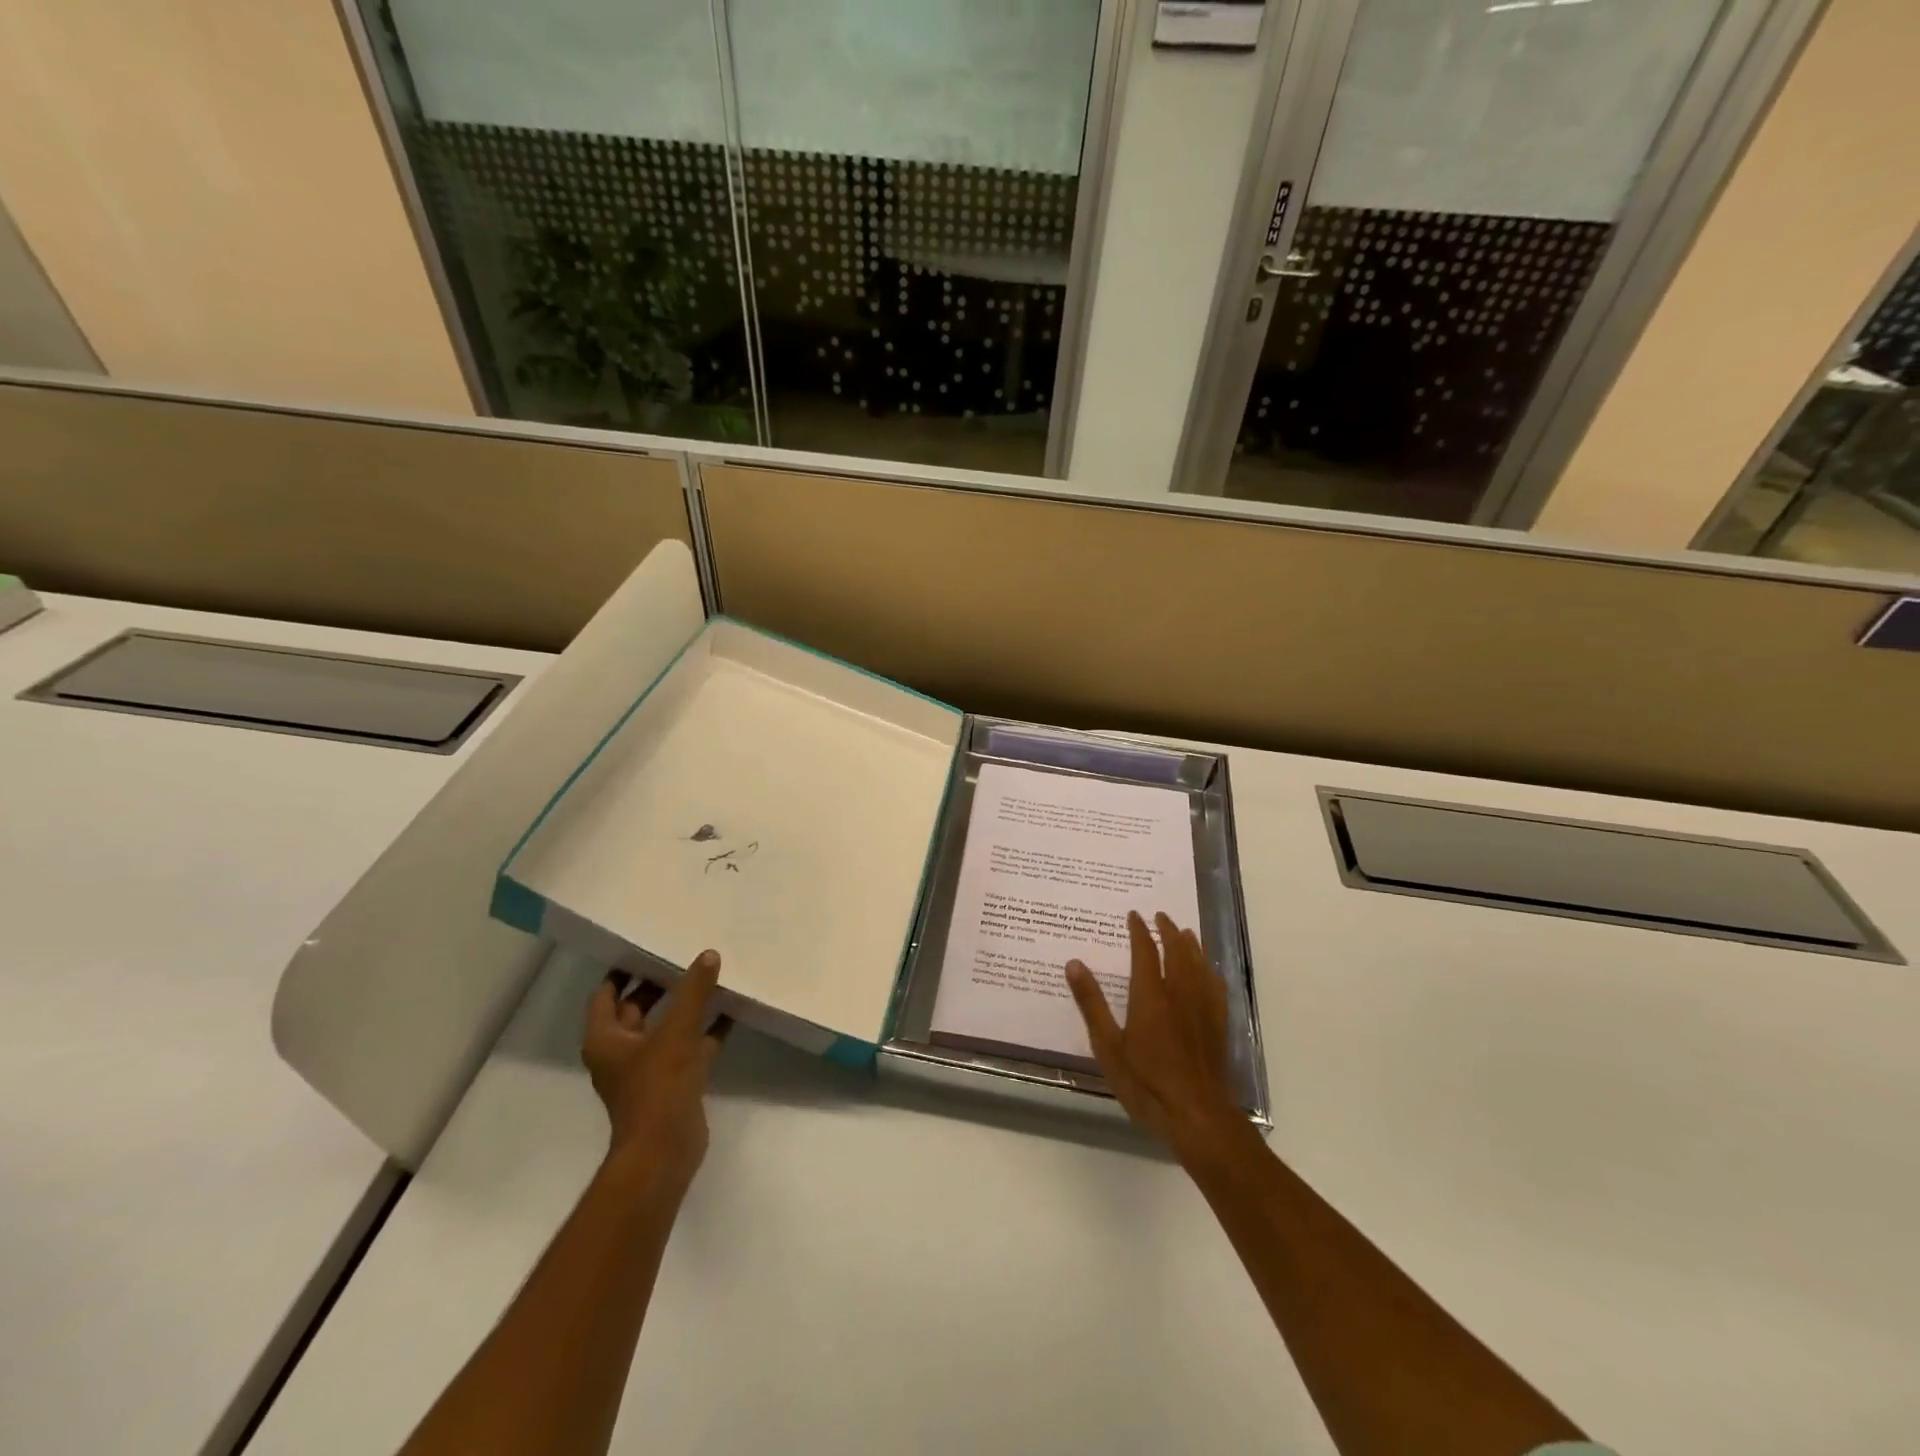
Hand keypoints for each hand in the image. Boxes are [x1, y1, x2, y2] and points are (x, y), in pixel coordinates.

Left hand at [582, 950, 726, 1193]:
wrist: (665, 1151)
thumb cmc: (658, 1087)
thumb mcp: (677, 1031)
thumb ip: (694, 991)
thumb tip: (708, 954)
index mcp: (606, 1038)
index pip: (607, 993)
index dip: (624, 969)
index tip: (646, 944)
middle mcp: (621, 1051)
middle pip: (637, 1007)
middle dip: (659, 983)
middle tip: (684, 954)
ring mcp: (648, 1068)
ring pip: (665, 1026)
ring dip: (685, 1005)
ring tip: (711, 976)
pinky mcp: (673, 1082)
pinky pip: (689, 1045)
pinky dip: (706, 1029)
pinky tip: (731, 1011)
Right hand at [1067, 911, 1243, 1165]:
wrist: (1197, 1115)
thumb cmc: (1146, 1083)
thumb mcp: (1108, 1046)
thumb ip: (1091, 1003)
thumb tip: (1074, 963)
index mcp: (1150, 995)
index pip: (1145, 951)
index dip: (1139, 930)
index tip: (1134, 915)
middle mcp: (1179, 993)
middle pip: (1177, 951)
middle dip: (1168, 930)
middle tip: (1161, 915)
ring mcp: (1203, 1009)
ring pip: (1199, 965)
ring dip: (1191, 945)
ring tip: (1185, 932)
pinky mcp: (1218, 1026)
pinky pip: (1216, 987)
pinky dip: (1210, 971)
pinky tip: (1210, 971)